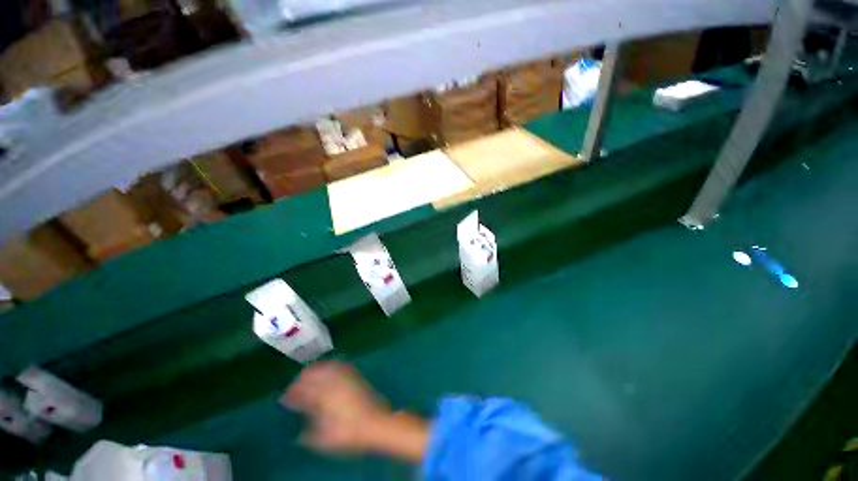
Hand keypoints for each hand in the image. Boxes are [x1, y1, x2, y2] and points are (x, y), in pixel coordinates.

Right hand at [282, 361, 428, 462]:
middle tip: (295, 388)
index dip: (292, 393)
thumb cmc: (349, 433)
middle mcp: (333, 382)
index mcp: (323, 397)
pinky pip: (339, 365)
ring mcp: (345, 376)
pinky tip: (327, 371)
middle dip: (301, 380)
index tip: (285, 398)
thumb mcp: (324, 439)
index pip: (302, 390)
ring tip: (307, 377)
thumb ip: (308, 434)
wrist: (376, 423)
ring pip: (325, 366)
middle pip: (312, 374)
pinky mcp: (354, 375)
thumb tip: (299, 432)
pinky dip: (329, 366)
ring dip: (314, 371)